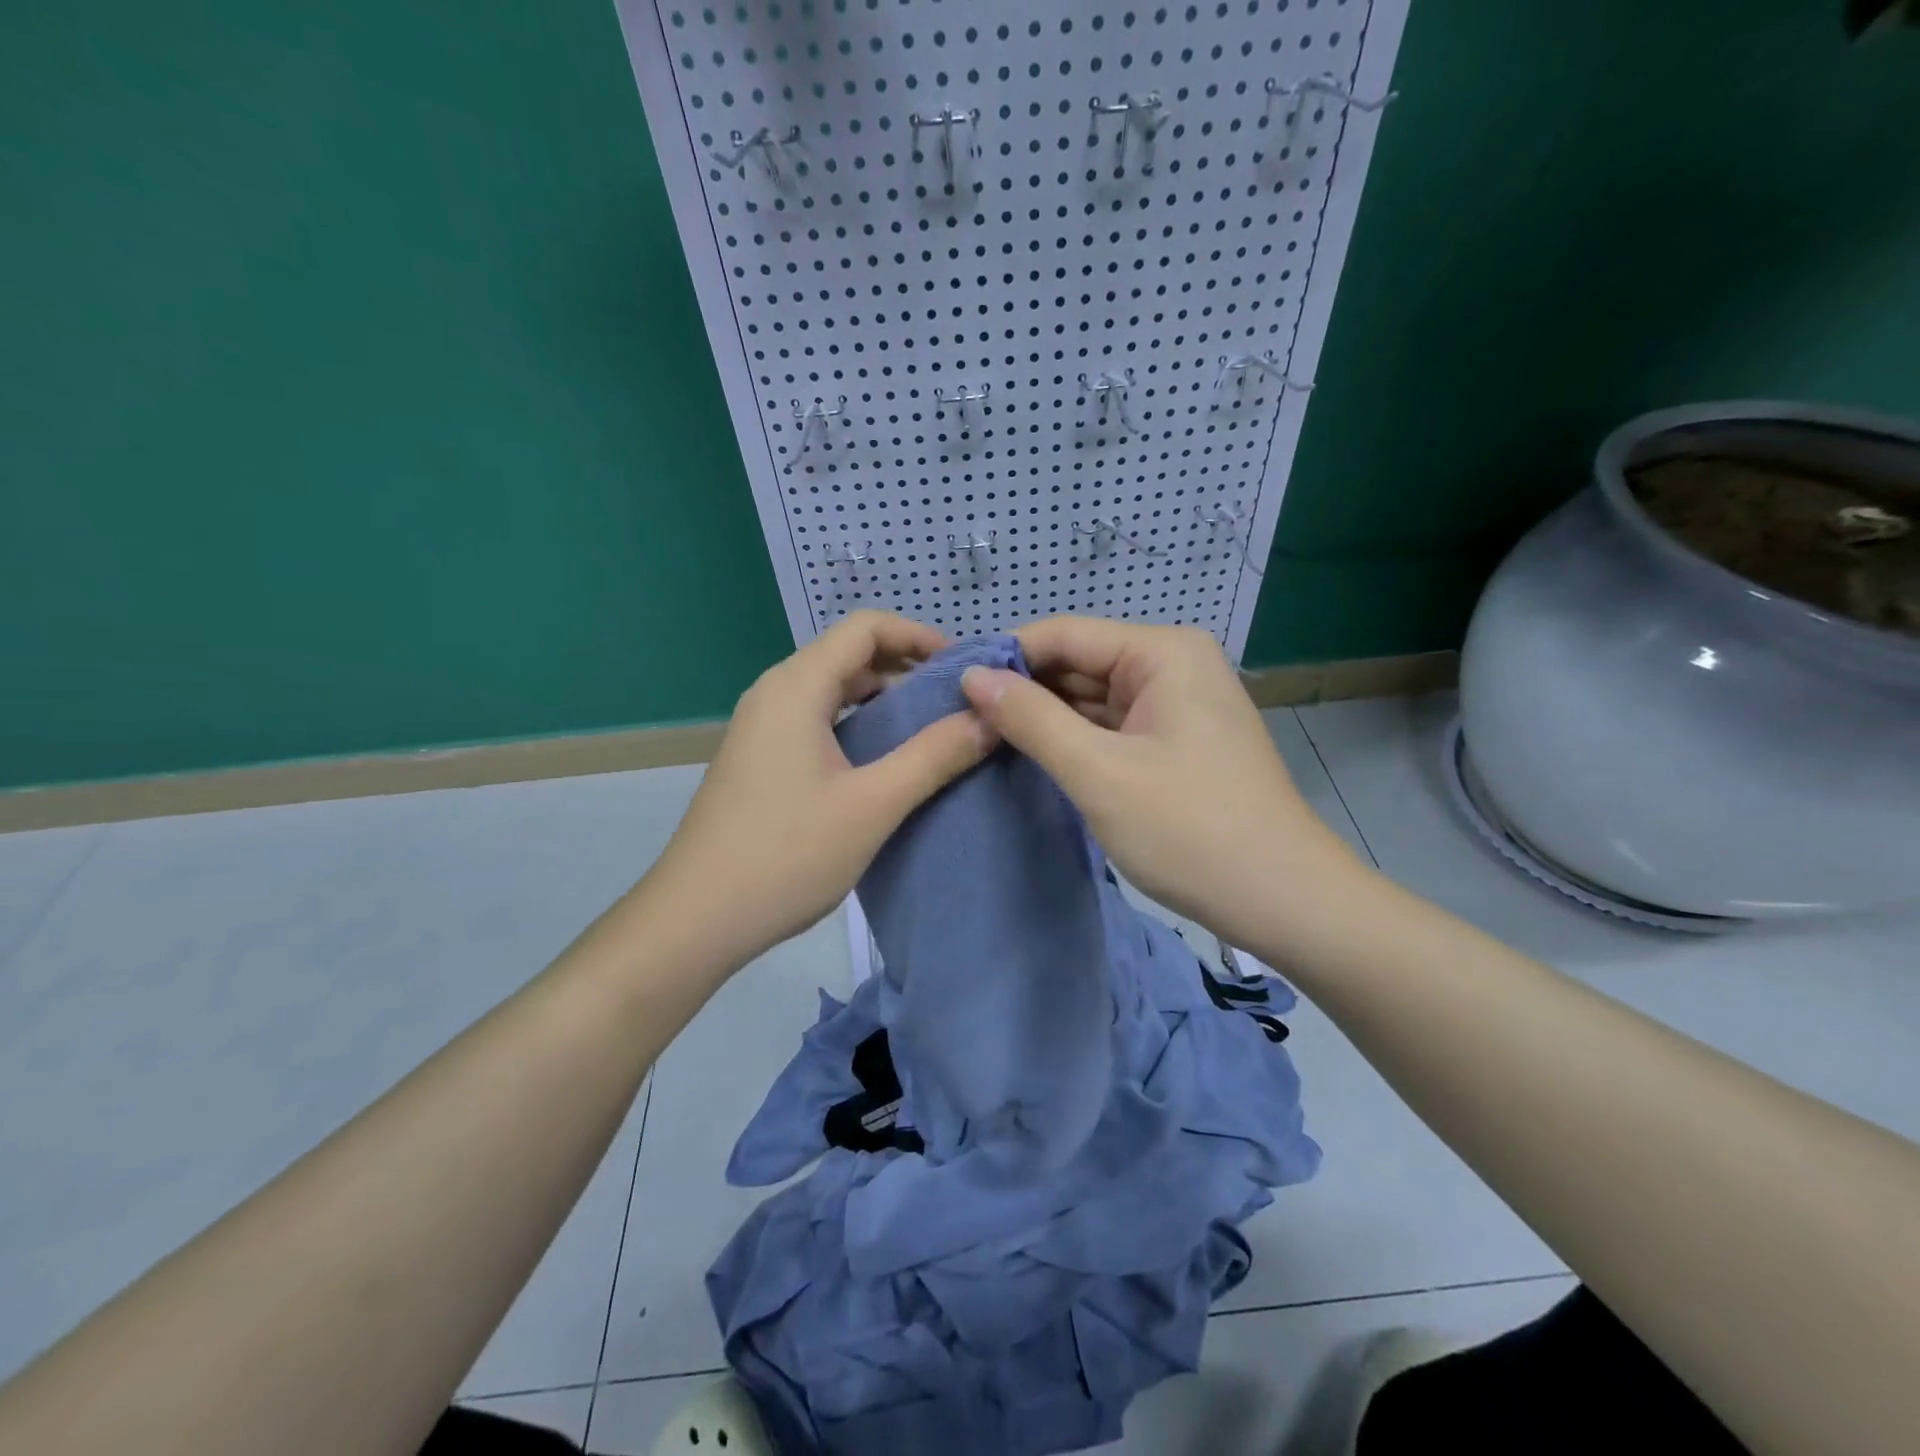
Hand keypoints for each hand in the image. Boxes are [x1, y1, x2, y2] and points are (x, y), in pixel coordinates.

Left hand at [648, 611, 994, 968]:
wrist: (696, 919)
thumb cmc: (786, 855)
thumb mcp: (873, 804)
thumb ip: (934, 756)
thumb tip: (990, 719)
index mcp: (796, 687)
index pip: (865, 627)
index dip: (920, 636)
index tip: (965, 668)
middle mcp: (774, 693)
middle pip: (849, 654)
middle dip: (907, 667)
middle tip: (958, 701)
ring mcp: (762, 727)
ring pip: (833, 689)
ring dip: (883, 698)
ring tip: (932, 728)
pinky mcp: (760, 758)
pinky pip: (817, 720)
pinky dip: (858, 724)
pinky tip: (885, 760)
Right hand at [961, 617, 1362, 954]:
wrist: (1283, 900)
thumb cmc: (1190, 830)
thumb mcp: (1098, 772)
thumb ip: (1031, 719)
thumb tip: (972, 676)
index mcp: (1161, 652)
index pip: (1063, 635)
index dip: (1003, 657)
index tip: (948, 687)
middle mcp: (1171, 664)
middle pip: (1077, 664)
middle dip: (1022, 690)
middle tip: (958, 720)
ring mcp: (1176, 704)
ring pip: (1091, 699)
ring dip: (1044, 718)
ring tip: (980, 738)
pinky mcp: (1175, 741)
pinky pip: (1111, 727)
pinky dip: (1074, 741)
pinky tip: (1031, 757)